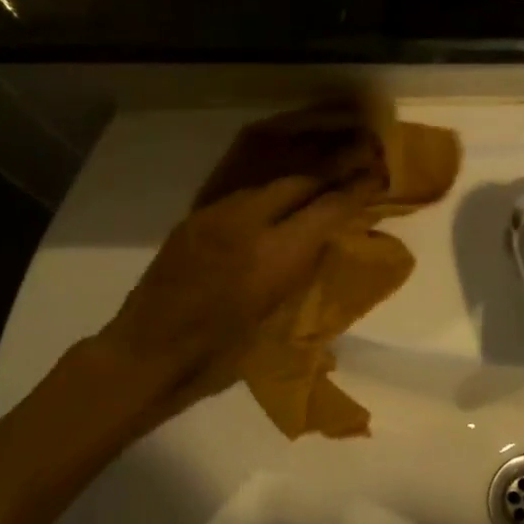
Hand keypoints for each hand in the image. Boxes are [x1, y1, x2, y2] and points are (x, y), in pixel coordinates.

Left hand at [95, 127, 380, 412]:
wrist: (146, 355)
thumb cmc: (218, 357)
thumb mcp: (276, 320)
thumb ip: (302, 273)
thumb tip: (324, 244)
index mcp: (273, 258)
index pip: (326, 209)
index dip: (355, 190)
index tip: (376, 177)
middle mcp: (246, 224)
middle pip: (299, 182)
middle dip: (330, 173)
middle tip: (356, 166)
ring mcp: (216, 216)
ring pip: (269, 183)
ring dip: (299, 181)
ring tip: (320, 181)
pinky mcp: (195, 218)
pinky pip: (242, 195)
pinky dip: (268, 195)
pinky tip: (277, 202)